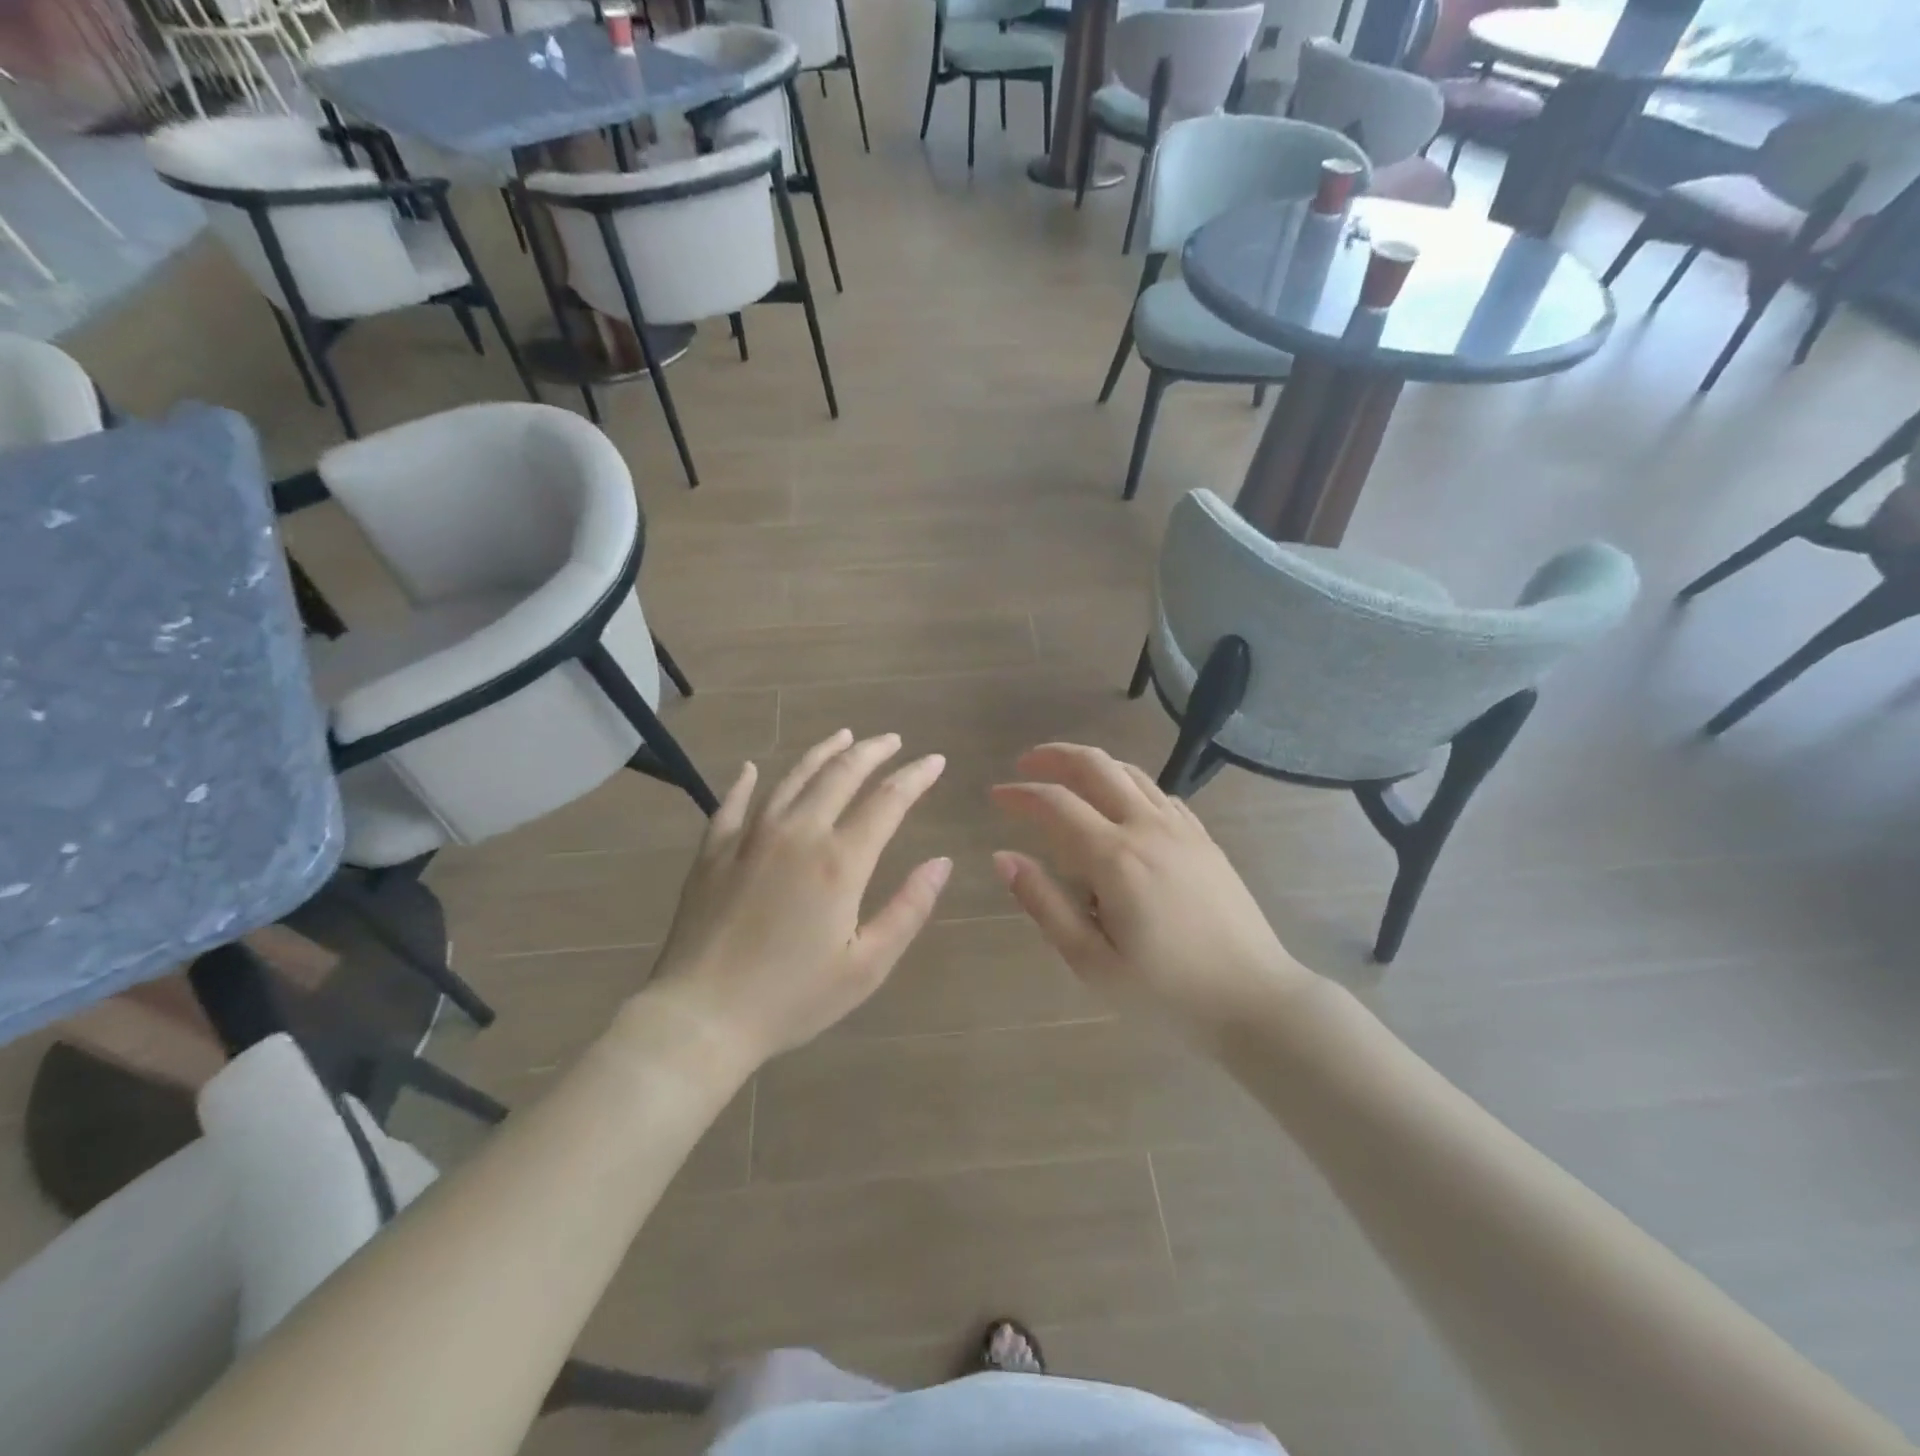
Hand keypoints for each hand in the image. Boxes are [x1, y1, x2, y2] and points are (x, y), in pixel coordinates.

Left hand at [642, 731, 950, 1070]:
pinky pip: (733, 803)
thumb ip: (908, 908)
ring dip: (823, 753)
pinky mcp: (714, 850)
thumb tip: (942, 862)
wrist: (700, 1016)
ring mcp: (750, 837)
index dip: (915, 776)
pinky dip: (747, 781)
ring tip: (844, 736)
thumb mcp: (866, 966)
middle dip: (873, 752)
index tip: (934, 760)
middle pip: (841, 775)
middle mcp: (797, 833)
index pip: (888, 801)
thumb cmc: (792, 998)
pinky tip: (753, 768)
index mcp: (839, 861)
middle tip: (893, 741)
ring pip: (792, 777)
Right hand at [991, 744, 1306, 1047]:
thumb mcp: (1092, 961)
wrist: (1254, 998)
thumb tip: (1003, 858)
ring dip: (1090, 764)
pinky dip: (1127, 784)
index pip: (1055, 804)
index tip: (995, 796)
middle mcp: (1147, 828)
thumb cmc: (1166, 991)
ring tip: (1064, 775)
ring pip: (1129, 772)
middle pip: (1095, 766)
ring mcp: (1181, 828)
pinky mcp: (1203, 838)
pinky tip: (1119, 804)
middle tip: (1025, 764)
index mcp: (1115, 858)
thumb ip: (1044, 903)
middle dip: (1054, 757)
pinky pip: (1159, 792)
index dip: (1020, 795)